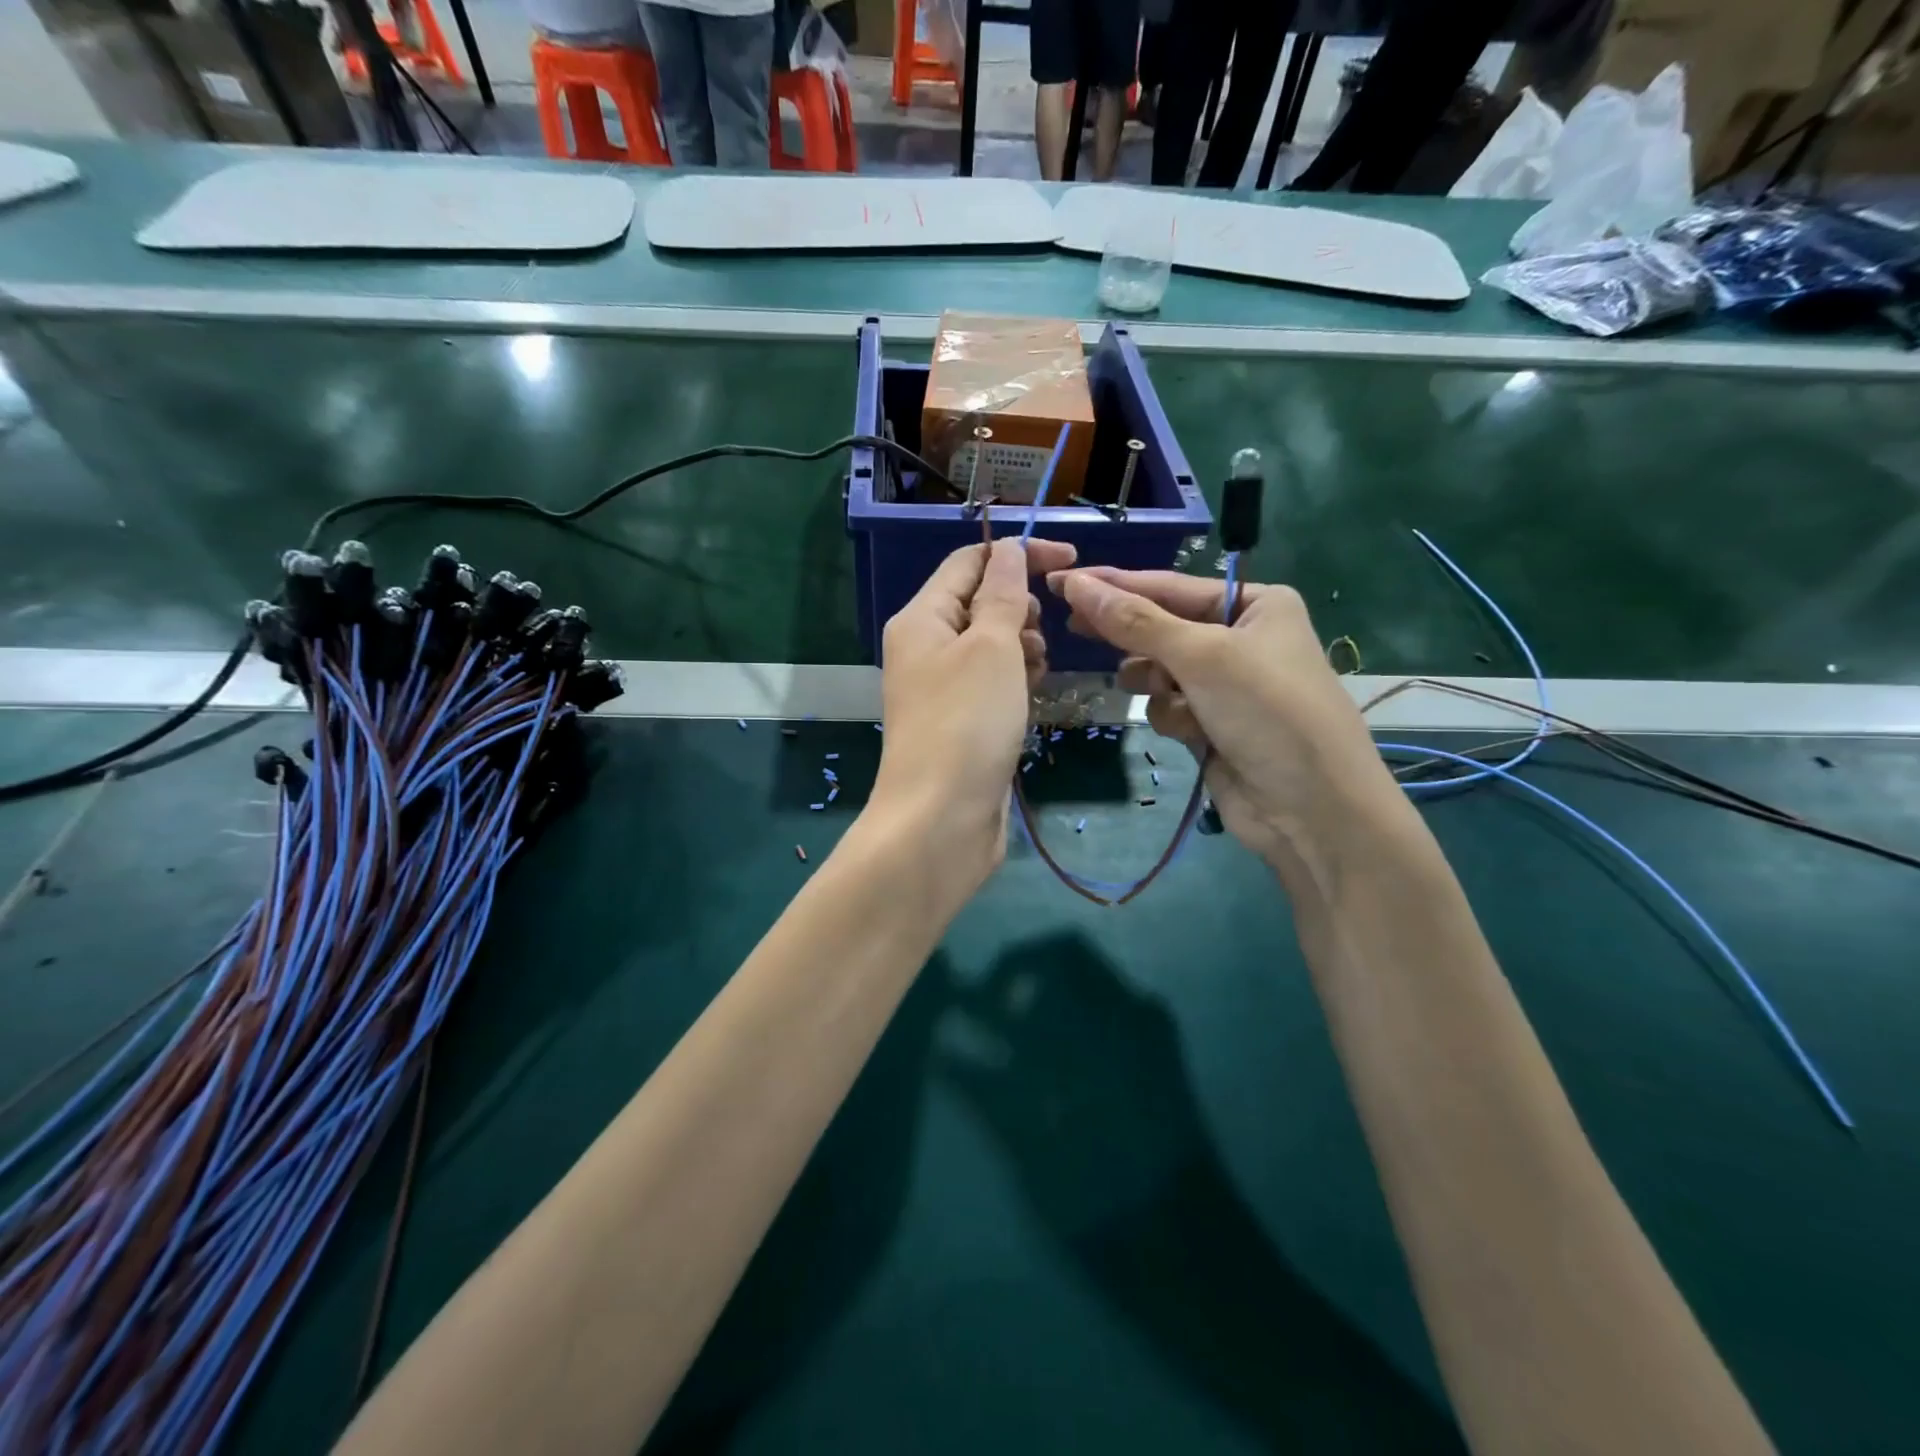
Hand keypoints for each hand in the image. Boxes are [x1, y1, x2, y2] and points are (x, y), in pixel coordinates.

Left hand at [868, 538, 1076, 910]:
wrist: (940, 821)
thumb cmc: (967, 723)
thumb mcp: (992, 647)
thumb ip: (1003, 595)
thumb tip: (1009, 551)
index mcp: (921, 619)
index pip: (969, 562)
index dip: (1018, 553)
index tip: (1071, 561)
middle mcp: (925, 648)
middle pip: (979, 603)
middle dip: (1020, 607)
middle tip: (1040, 635)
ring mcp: (941, 689)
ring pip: (991, 645)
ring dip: (1021, 646)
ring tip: (1035, 671)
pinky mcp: (961, 723)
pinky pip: (992, 684)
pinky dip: (1015, 681)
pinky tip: (1030, 697)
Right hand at [1047, 567, 1400, 871]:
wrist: (1311, 809)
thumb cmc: (1267, 712)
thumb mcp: (1202, 657)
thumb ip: (1136, 622)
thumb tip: (1077, 584)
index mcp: (1254, 605)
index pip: (1169, 586)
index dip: (1113, 584)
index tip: (1062, 581)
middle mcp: (1241, 638)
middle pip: (1162, 626)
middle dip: (1129, 635)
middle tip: (1070, 625)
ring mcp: (1226, 685)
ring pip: (1159, 670)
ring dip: (1154, 683)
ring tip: (1161, 693)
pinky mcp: (1211, 725)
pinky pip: (1169, 706)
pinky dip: (1171, 716)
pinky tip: (1190, 732)